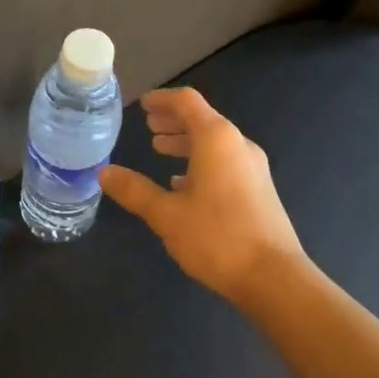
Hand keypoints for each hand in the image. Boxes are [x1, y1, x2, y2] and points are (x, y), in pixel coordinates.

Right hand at [99, 88, 306, 307]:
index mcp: (217, 138)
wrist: (274, 278)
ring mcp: (253, 168)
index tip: (142, 104)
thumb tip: (104, 173)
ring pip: (215, 143)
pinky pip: (225, 162)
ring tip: (160, 149)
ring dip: (186, 142)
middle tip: (149, 125)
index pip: (187, 102)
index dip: (162, 99)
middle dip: (173, 120)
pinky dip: (202, 162)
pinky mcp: (260, 190)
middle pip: (203, 120)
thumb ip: (135, 190)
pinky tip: (183, 184)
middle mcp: (238, 145)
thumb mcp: (166, 214)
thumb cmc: (217, 237)